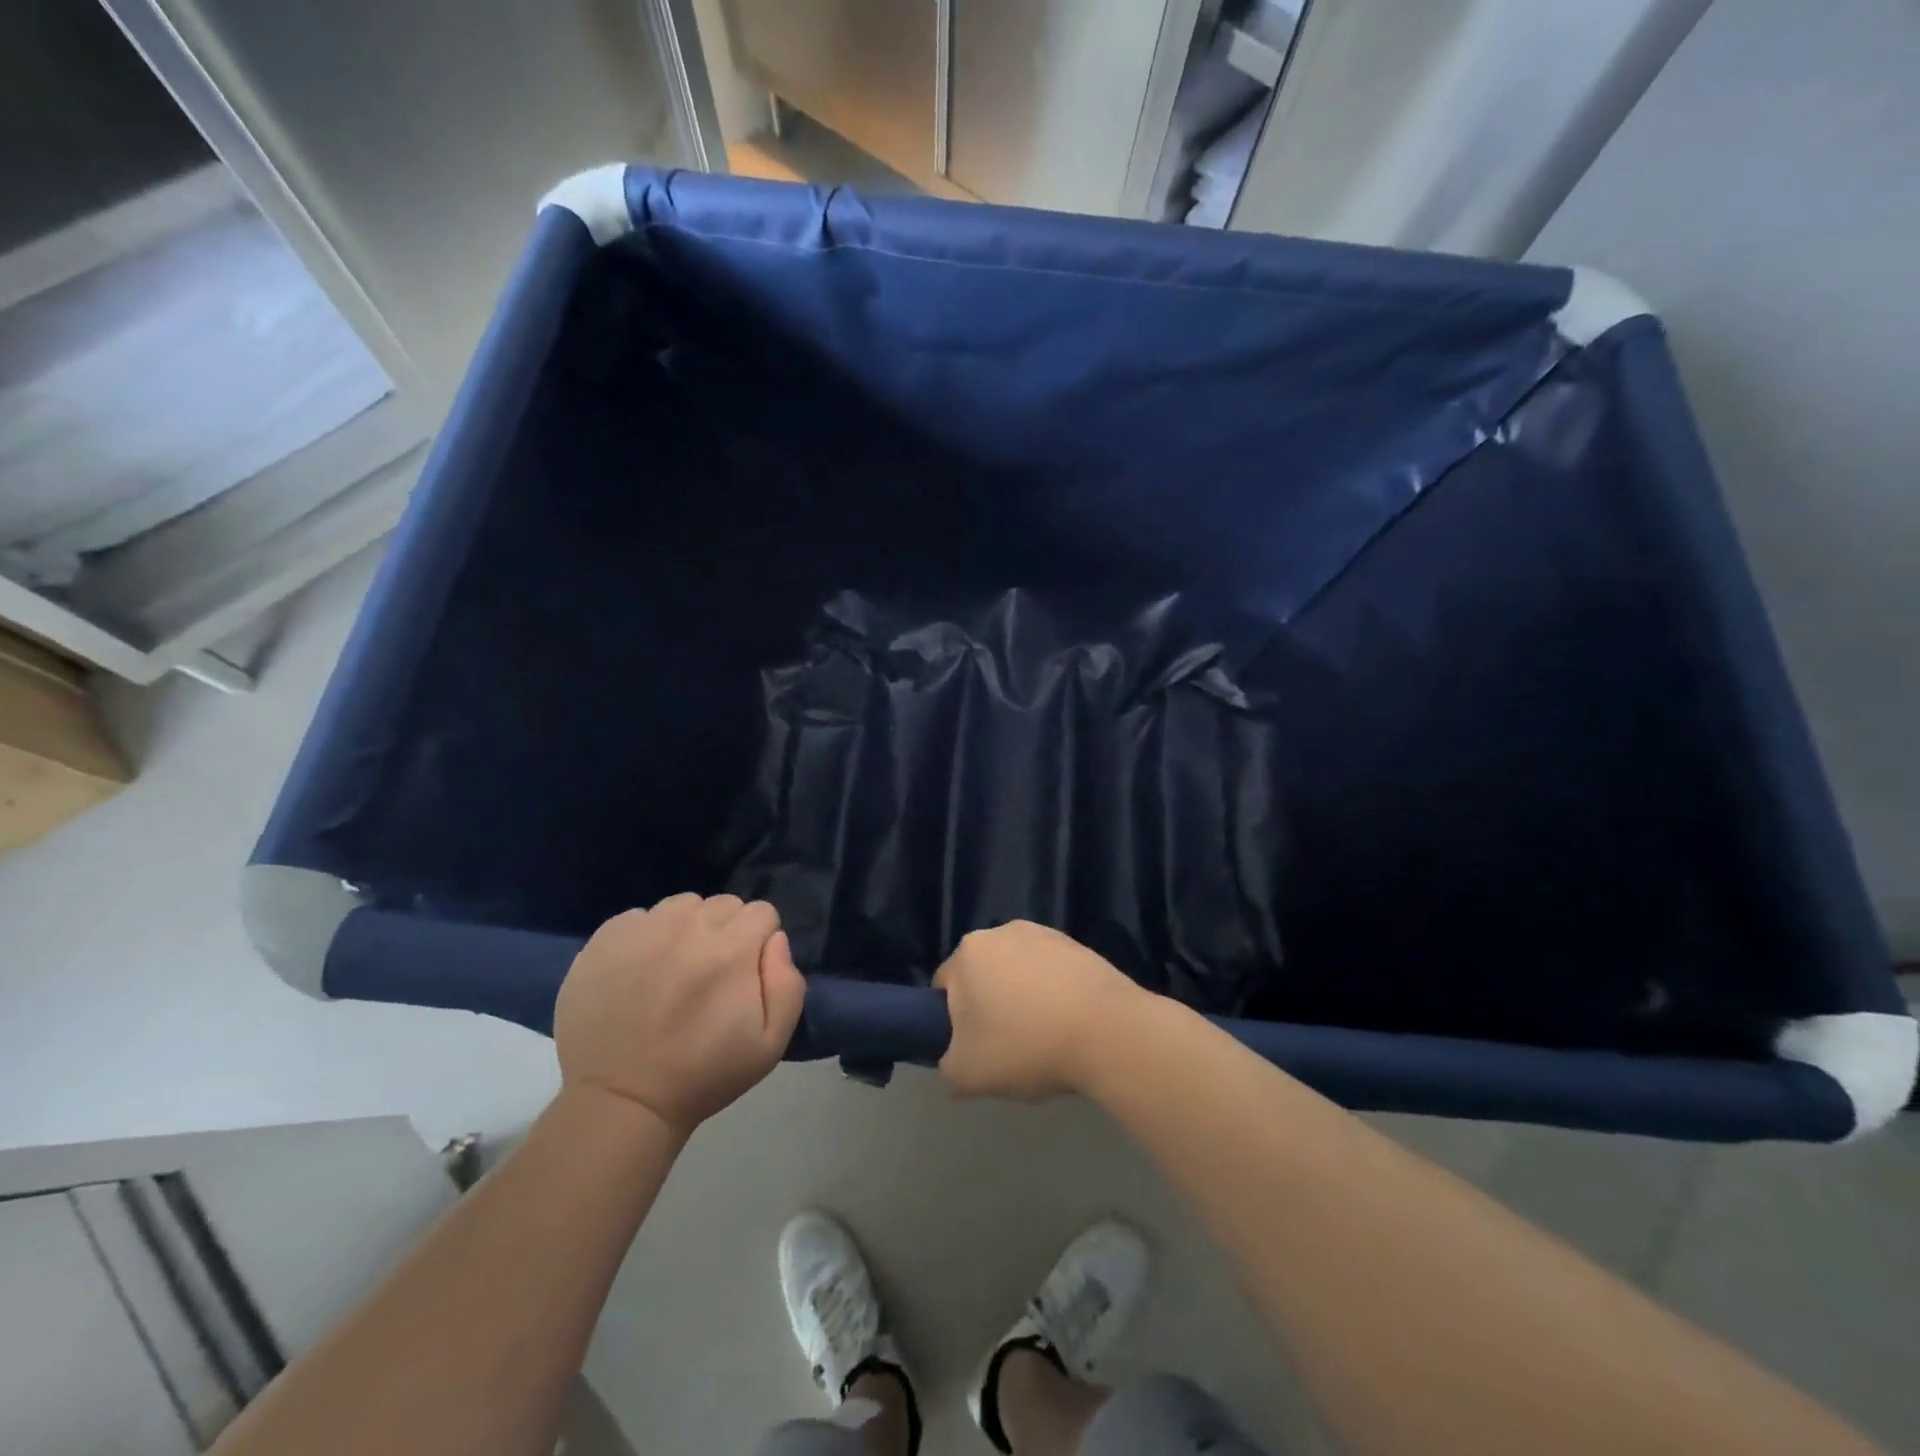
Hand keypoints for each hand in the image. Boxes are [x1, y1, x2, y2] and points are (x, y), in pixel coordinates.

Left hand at [554, 894, 806, 1134]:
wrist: (619, 1101)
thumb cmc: (702, 1075)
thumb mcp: (770, 1044)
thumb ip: (788, 984)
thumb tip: (776, 940)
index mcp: (733, 947)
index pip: (761, 912)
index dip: (759, 941)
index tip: (746, 973)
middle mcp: (690, 924)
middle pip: (724, 904)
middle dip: (726, 931)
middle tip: (710, 974)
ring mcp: (644, 927)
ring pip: (682, 906)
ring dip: (687, 928)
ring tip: (674, 969)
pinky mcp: (606, 937)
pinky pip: (639, 917)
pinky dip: (646, 936)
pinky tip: (639, 972)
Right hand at [934, 921, 1146, 1100]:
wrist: (1108, 1031)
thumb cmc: (1027, 1046)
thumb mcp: (967, 1074)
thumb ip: (947, 1066)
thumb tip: (954, 1059)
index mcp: (968, 953)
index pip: (945, 987)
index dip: (952, 1021)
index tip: (973, 1048)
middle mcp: (1002, 931)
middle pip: (983, 975)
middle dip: (989, 1005)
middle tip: (1006, 1046)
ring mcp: (1044, 934)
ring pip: (1019, 972)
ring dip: (1023, 997)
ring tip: (1043, 1037)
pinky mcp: (1078, 945)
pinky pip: (1052, 972)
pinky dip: (1054, 993)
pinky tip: (1069, 1023)